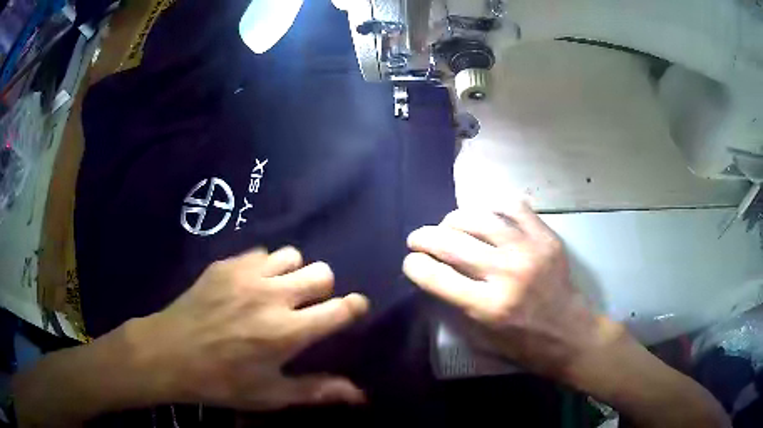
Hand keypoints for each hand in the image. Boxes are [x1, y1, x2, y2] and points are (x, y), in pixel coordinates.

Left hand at [129, 247, 368, 409]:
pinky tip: (249, 286)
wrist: (169, 354)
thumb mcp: (271, 395)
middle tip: (308, 306)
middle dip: (324, 288)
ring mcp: (247, 275)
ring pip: (292, 256)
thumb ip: (318, 391)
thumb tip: (361, 395)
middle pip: (322, 272)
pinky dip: (265, 267)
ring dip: (294, 273)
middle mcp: (273, 296)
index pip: (339, 309)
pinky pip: (260, 253)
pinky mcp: (226, 265)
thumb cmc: (222, 382)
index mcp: (288, 332)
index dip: (355, 307)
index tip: (355, 309)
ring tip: (279, 291)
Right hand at [403, 202, 612, 377]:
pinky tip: (486, 214)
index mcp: (489, 306)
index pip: (437, 276)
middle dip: (424, 237)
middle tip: (418, 238)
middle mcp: (507, 273)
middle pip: (452, 243)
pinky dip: (495, 207)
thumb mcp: (484, 336)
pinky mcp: (546, 238)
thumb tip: (436, 272)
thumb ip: (458, 304)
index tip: (410, 261)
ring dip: (454, 219)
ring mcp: (529, 250)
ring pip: (480, 218)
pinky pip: (515, 208)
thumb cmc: (525, 342)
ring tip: (449, 224)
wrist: (570, 332)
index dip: (415, 265)